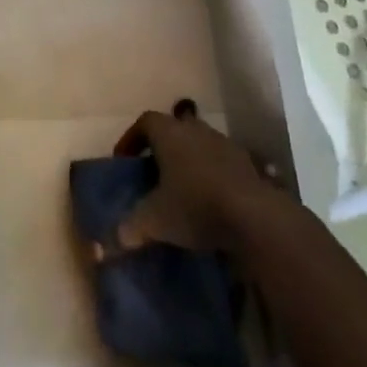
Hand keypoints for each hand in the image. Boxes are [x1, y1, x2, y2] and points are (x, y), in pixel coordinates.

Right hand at [112, 100, 287, 250]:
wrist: (256, 218)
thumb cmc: (195, 206)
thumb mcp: (153, 221)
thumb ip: (129, 229)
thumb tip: (111, 244)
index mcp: (170, 133)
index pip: (145, 122)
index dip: (131, 138)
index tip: (124, 160)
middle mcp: (197, 131)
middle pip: (175, 129)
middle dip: (162, 148)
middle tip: (152, 172)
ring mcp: (227, 146)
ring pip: (201, 145)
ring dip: (189, 161)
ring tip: (182, 188)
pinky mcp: (250, 166)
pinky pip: (223, 164)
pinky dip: (212, 176)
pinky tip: (210, 202)